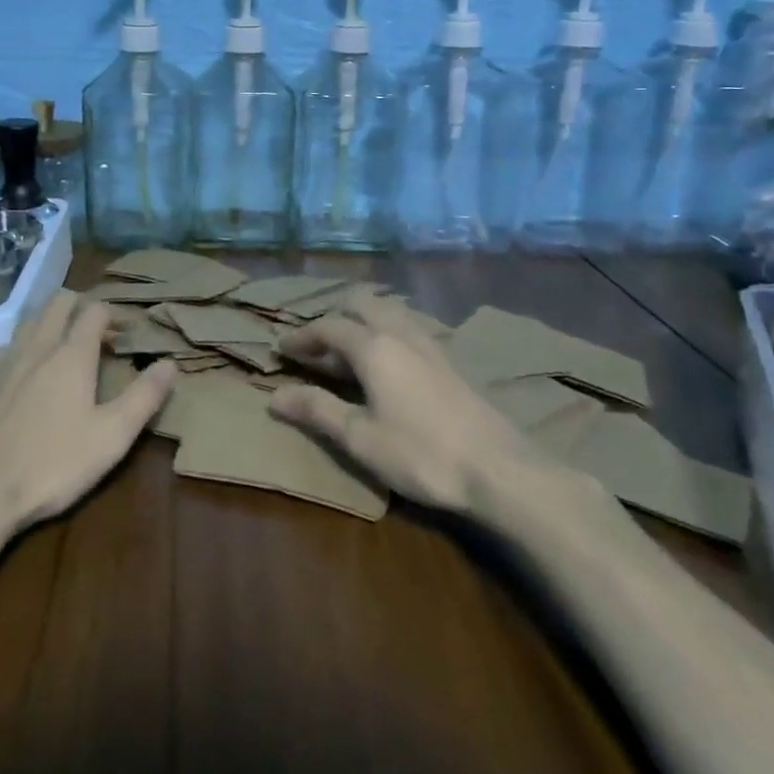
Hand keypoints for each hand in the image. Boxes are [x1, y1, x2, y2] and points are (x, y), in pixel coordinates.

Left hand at [0, 294, 173, 531]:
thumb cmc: (52, 464)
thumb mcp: (112, 437)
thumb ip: (144, 397)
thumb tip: (169, 363)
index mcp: (71, 355)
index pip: (95, 311)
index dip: (114, 314)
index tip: (126, 332)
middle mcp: (36, 347)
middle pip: (58, 303)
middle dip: (80, 306)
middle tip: (97, 331)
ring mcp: (2, 362)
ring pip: (29, 322)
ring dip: (50, 324)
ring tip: (63, 350)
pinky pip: (5, 349)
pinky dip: (22, 350)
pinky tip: (24, 377)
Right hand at [270, 292, 580, 514]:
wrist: (500, 469)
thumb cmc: (421, 453)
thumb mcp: (360, 438)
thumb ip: (317, 410)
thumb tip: (274, 397)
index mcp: (373, 346)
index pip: (328, 327)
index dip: (302, 336)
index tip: (282, 348)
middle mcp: (400, 333)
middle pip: (362, 304)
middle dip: (334, 316)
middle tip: (316, 344)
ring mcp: (430, 343)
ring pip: (389, 312)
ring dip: (363, 321)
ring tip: (349, 349)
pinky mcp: (450, 360)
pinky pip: (408, 328)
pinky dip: (387, 332)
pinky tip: (389, 363)